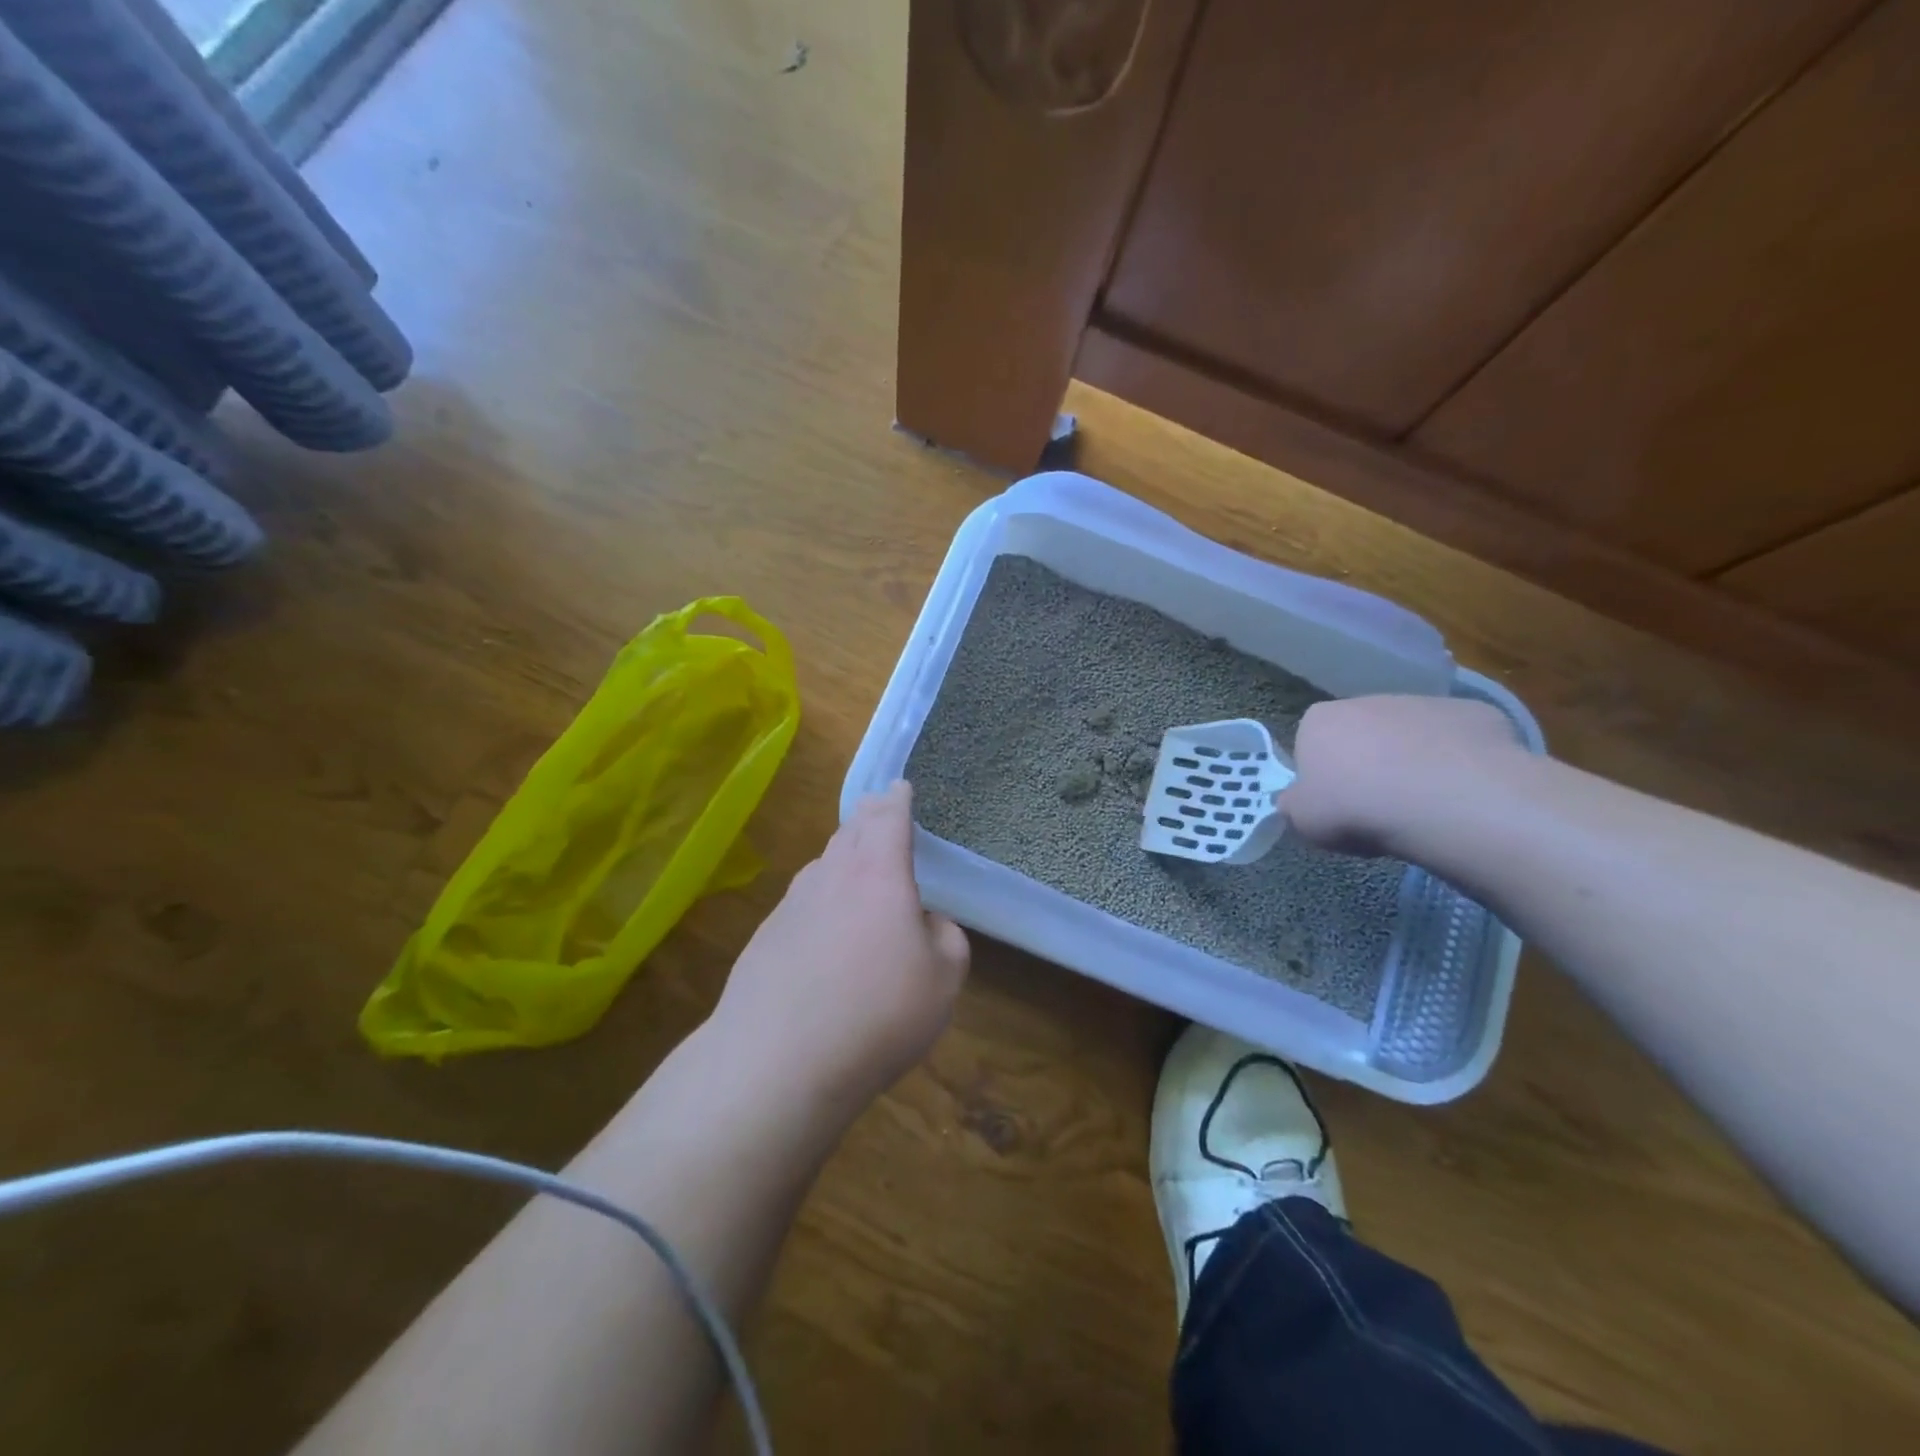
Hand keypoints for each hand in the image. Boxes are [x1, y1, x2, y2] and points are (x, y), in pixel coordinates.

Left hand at [710, 780, 969, 1111]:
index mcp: (879, 873)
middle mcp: (831, 876)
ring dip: (842, 855)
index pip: (888, 818)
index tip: (900, 786)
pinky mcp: (766, 937)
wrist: (777, 1060)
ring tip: (856, 862)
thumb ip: (946, 937)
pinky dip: (821, 898)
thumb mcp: (944, 979)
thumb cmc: (877, 1012)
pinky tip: (825, 927)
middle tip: (879, 811)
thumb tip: (928, 922)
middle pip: (850, 832)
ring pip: (823, 865)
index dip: (897, 799)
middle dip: (868, 817)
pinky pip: (802, 901)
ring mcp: (791, 905)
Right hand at [1279, 695, 1523, 856]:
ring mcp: (1423, 703)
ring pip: (1411, 734)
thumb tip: (1296, 799)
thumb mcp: (1303, 819)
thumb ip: (1294, 803)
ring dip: (1412, 760)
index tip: (1335, 803)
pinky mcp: (1473, 712)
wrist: (1445, 800)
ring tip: (1423, 804)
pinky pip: (1457, 740)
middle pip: (1361, 734)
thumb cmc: (1356, 808)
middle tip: (1377, 806)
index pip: (1310, 743)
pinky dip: (1457, 762)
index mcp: (1319, 720)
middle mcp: (1367, 701)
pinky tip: (1461, 792)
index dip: (1322, 775)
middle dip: (1368, 763)